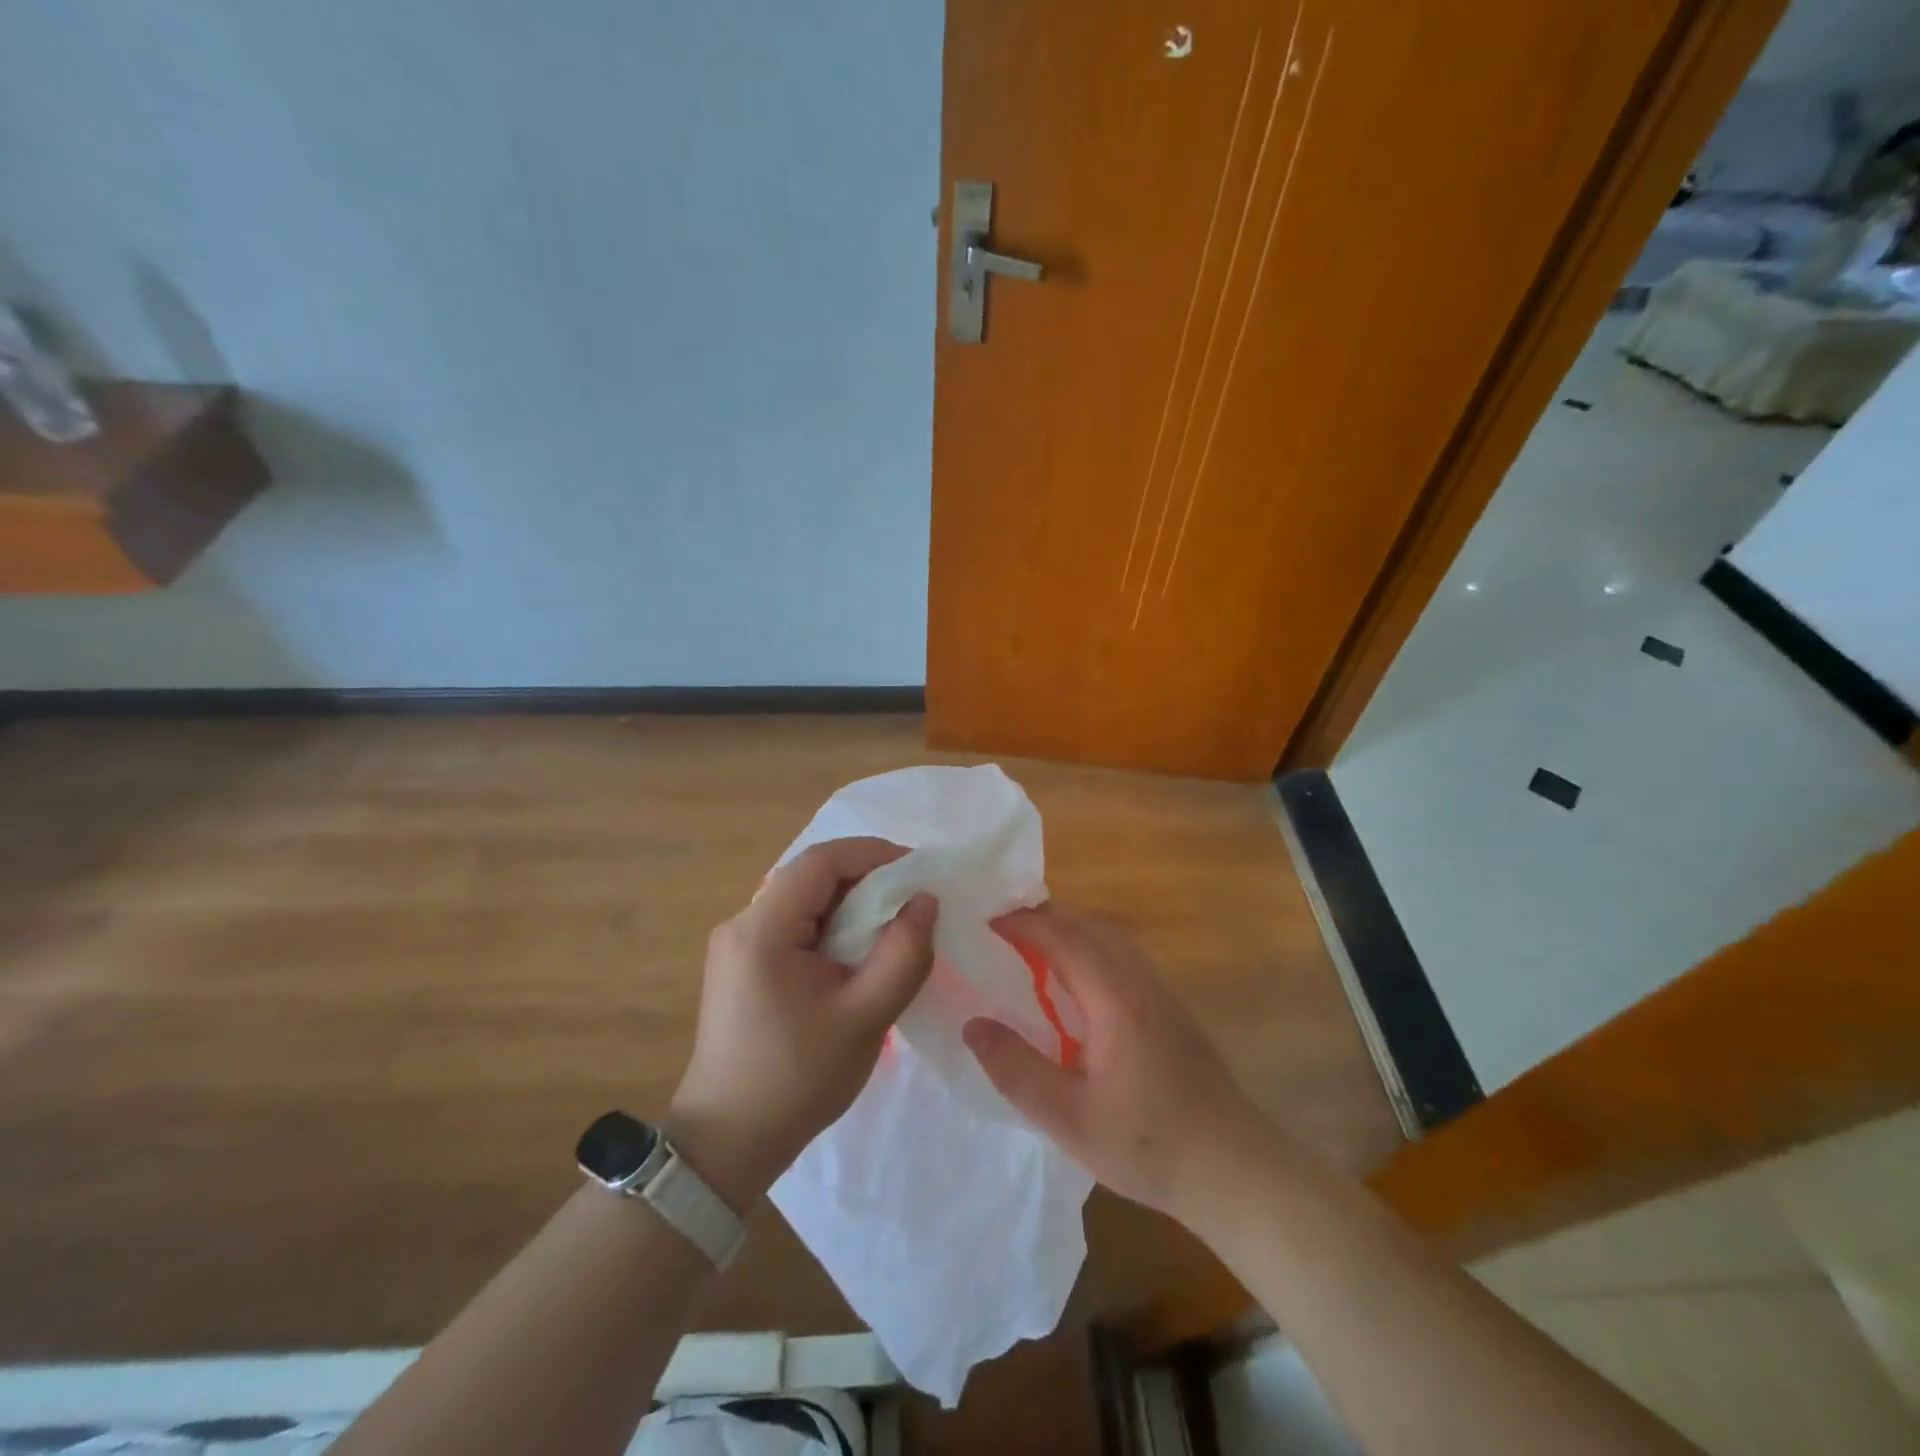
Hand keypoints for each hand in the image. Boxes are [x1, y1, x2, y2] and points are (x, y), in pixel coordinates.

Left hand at [667, 838, 937, 1211]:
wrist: (727, 1144)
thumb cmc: (796, 1080)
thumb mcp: (863, 1018)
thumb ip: (902, 954)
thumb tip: (925, 901)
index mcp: (762, 929)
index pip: (821, 861)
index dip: (873, 853)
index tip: (918, 869)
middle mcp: (742, 923)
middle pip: (811, 876)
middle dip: (867, 879)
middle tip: (914, 901)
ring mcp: (737, 944)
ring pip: (804, 900)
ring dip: (851, 904)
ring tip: (894, 927)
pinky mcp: (742, 965)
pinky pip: (794, 926)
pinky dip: (832, 927)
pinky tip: (858, 954)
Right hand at [963, 904, 1268, 1224]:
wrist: (1235, 1170)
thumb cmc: (1149, 1144)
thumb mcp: (1069, 1119)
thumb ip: (1016, 1070)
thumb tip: (972, 1024)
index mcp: (1114, 997)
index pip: (1062, 937)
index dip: (1021, 922)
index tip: (983, 921)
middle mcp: (1139, 980)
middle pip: (1087, 925)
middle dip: (1042, 917)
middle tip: (999, 929)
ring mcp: (1161, 992)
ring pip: (1109, 937)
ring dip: (1068, 930)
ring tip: (1030, 947)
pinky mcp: (1171, 1009)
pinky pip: (1123, 956)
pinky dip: (1090, 948)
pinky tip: (1076, 983)